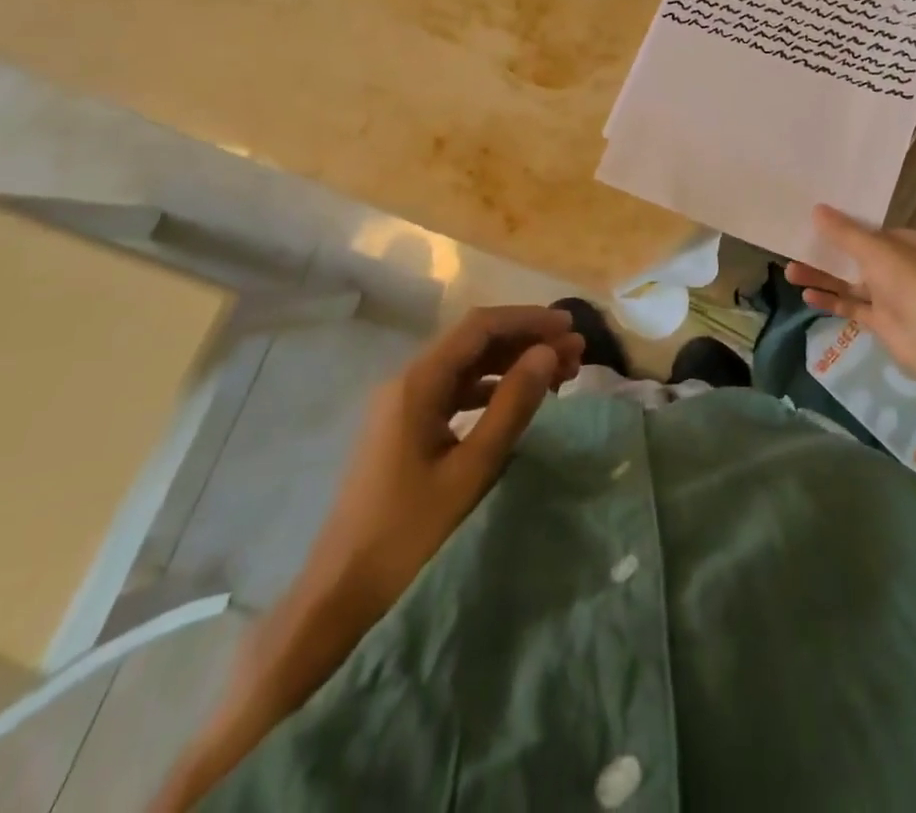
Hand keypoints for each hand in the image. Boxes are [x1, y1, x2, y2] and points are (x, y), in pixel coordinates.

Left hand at [315, 305, 583, 615]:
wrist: (340, 595)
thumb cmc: (408, 534)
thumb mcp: (471, 470)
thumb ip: (511, 406)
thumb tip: (546, 353)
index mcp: (417, 383)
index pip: (480, 327)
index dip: (528, 320)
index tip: (570, 327)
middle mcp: (407, 381)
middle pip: (474, 342)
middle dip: (526, 341)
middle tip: (575, 355)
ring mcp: (403, 404)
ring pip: (467, 366)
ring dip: (512, 363)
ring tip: (560, 373)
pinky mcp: (405, 428)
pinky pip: (455, 391)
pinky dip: (492, 388)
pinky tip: (519, 399)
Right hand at [784, 205, 915, 385]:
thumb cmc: (907, 279)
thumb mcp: (872, 247)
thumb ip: (843, 232)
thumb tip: (816, 210)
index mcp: (910, 244)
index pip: (875, 230)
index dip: (847, 226)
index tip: (818, 223)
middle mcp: (902, 268)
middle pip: (858, 257)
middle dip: (828, 254)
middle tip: (797, 248)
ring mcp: (892, 296)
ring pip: (851, 283)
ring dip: (823, 277)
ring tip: (790, 272)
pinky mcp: (881, 321)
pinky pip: (851, 306)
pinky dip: (831, 301)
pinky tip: (807, 295)